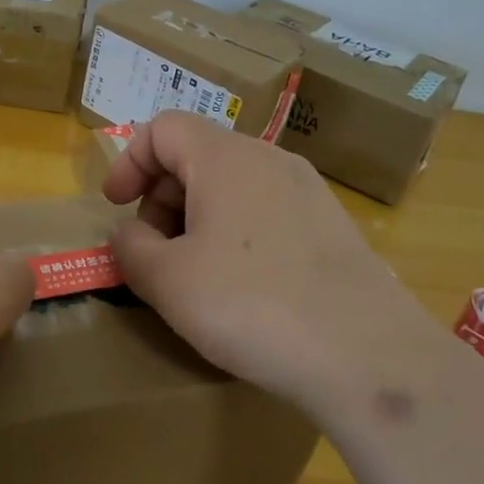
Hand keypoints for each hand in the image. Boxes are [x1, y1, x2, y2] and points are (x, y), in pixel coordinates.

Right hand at [100, 111, 443, 417]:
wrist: (368, 356)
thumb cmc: (252, 305)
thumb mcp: (168, 280)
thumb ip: (130, 248)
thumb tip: (129, 234)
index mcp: (225, 158)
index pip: (163, 128)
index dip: (129, 162)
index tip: (115, 207)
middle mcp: (269, 159)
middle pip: (197, 155)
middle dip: (160, 197)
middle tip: (153, 252)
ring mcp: (307, 191)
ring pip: (232, 184)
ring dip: (196, 217)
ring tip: (192, 273)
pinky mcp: (332, 225)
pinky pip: (265, 210)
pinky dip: (234, 232)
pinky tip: (240, 286)